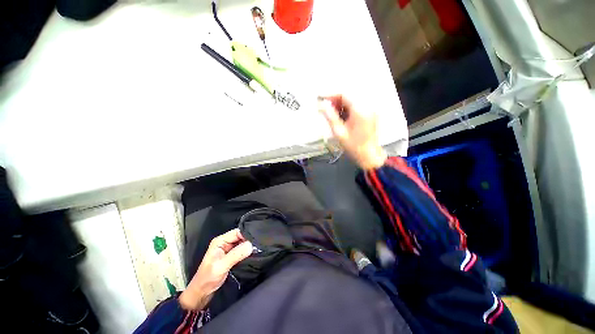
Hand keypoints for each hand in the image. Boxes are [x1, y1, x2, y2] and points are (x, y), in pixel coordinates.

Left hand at [179, 229, 252, 309]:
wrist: (201, 293)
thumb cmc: (208, 279)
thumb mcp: (221, 266)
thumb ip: (236, 254)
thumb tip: (251, 245)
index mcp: (220, 241)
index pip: (237, 232)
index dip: (247, 234)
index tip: (258, 239)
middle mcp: (224, 243)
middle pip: (240, 237)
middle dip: (249, 240)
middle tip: (260, 245)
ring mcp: (228, 250)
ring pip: (242, 243)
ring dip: (249, 246)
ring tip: (259, 249)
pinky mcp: (231, 256)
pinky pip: (241, 250)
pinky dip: (247, 252)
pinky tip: (253, 254)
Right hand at [319, 94, 386, 169]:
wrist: (369, 155)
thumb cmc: (354, 146)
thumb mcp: (339, 132)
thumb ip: (330, 116)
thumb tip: (321, 105)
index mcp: (360, 110)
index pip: (344, 94)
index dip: (331, 95)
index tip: (321, 98)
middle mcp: (367, 106)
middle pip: (349, 95)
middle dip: (336, 100)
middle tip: (325, 108)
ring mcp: (370, 110)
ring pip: (353, 100)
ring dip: (341, 104)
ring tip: (333, 114)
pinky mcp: (370, 113)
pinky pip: (357, 105)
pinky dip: (348, 108)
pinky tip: (342, 117)